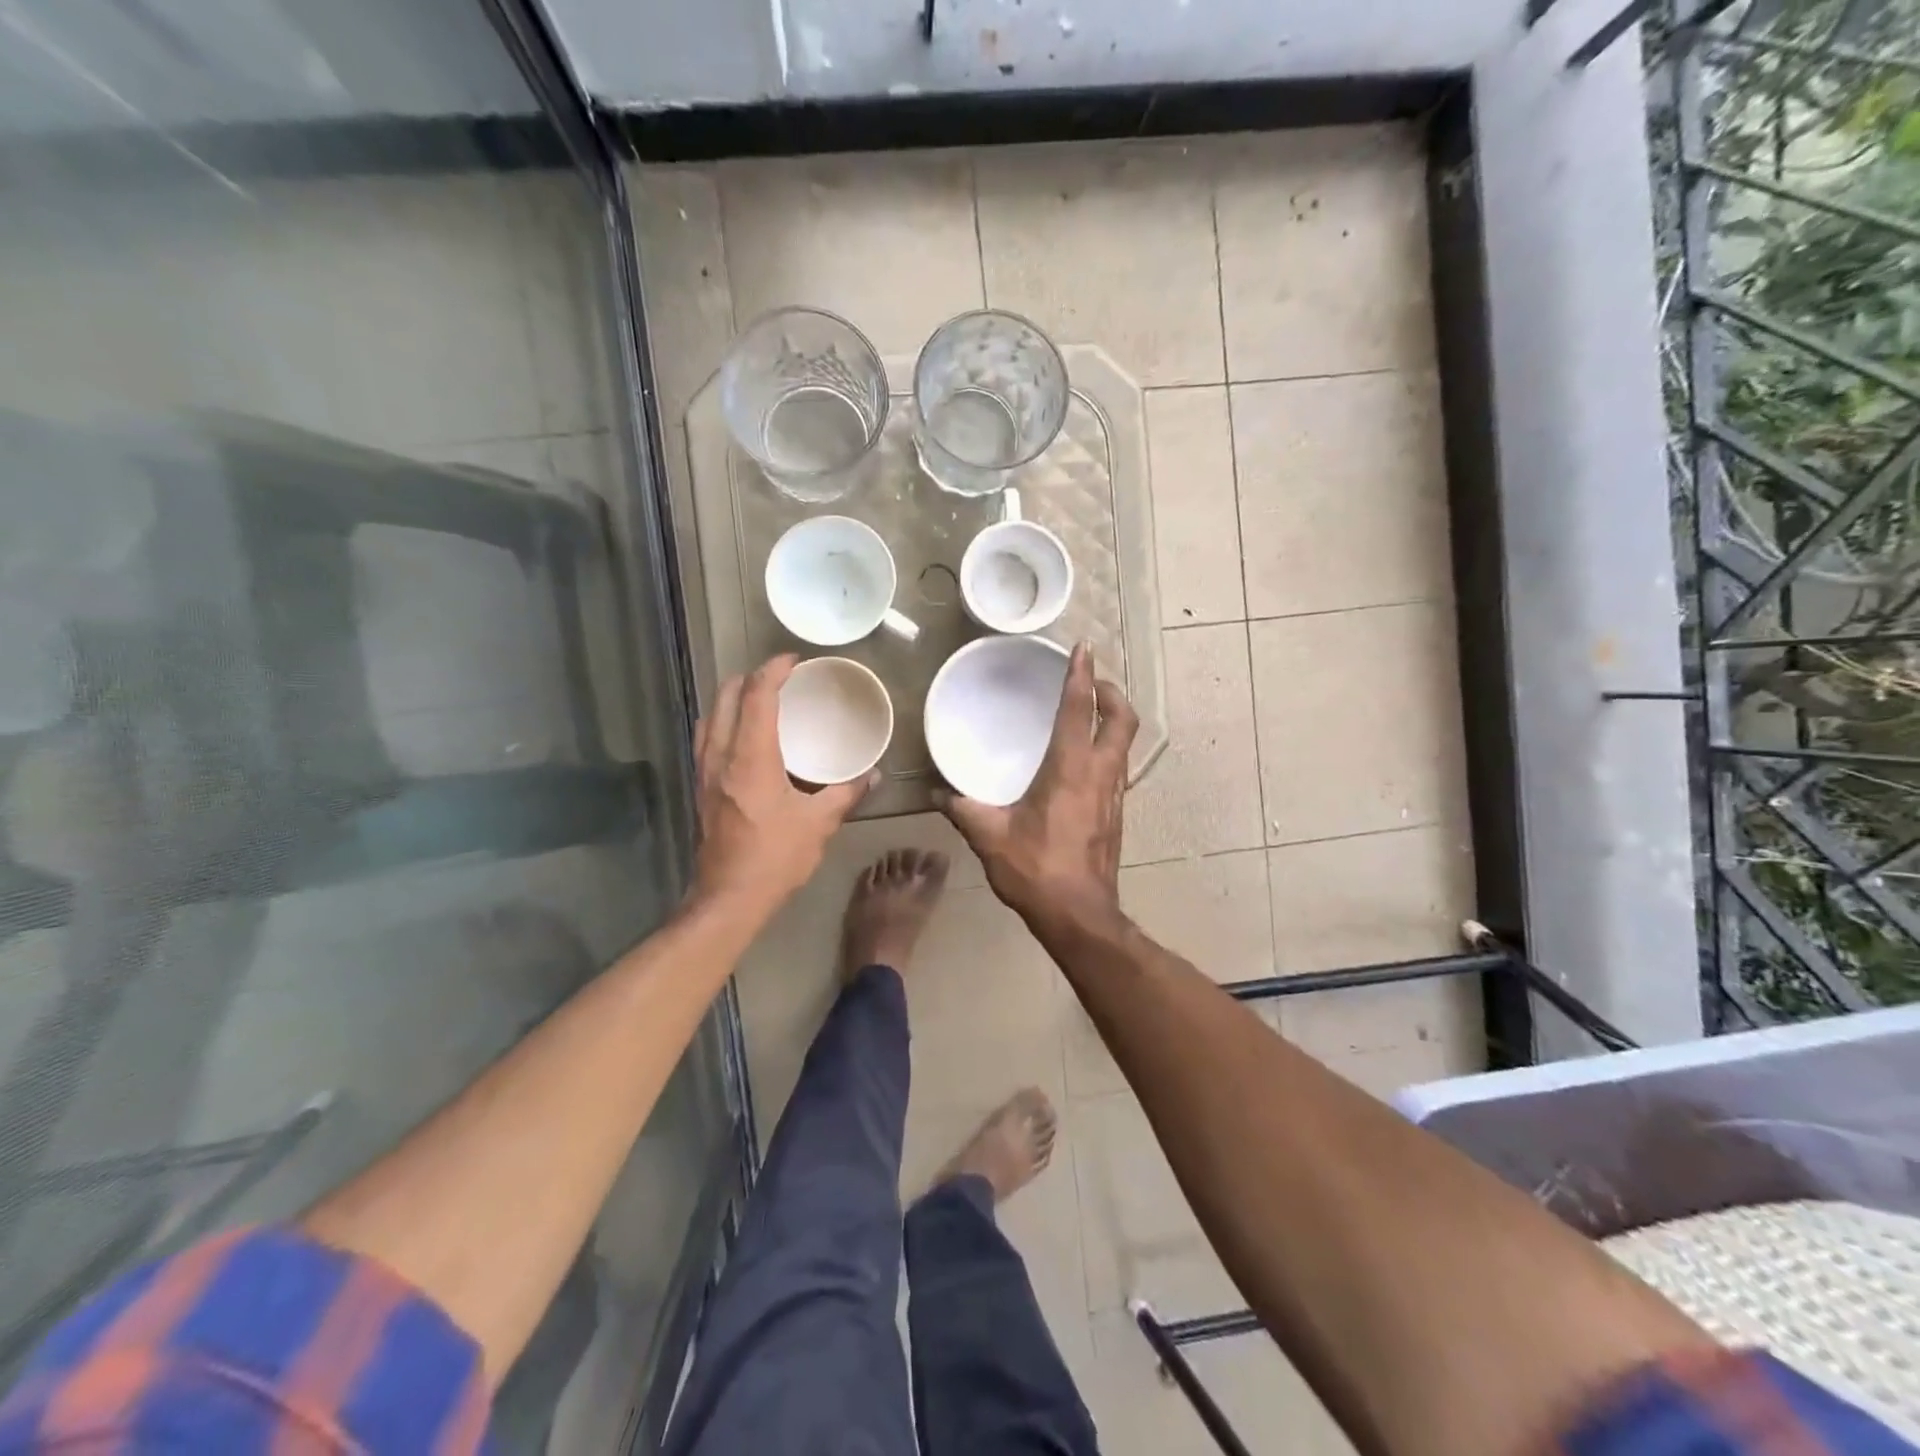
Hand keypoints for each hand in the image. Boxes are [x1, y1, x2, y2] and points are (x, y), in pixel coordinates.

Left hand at [691, 655, 870, 916]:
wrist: (728, 898)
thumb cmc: (775, 858)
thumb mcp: (819, 824)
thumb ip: (846, 793)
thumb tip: (873, 775)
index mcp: (750, 759)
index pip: (756, 697)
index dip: (773, 671)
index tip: (794, 661)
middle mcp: (721, 756)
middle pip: (726, 697)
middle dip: (749, 677)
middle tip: (778, 677)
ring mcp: (704, 772)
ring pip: (710, 716)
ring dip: (732, 698)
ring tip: (758, 697)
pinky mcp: (700, 788)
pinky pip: (706, 738)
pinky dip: (724, 721)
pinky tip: (742, 735)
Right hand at [937, 643, 1137, 930]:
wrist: (1079, 916)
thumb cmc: (1036, 869)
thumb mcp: (990, 837)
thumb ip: (963, 809)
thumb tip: (938, 794)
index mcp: (1070, 770)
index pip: (1079, 711)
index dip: (1081, 676)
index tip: (1083, 649)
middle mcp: (1100, 775)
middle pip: (1122, 721)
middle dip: (1112, 694)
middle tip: (1093, 681)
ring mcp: (1114, 796)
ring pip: (1125, 745)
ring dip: (1114, 721)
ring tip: (1092, 713)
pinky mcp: (1116, 816)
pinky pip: (1118, 769)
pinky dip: (1108, 750)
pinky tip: (1086, 762)